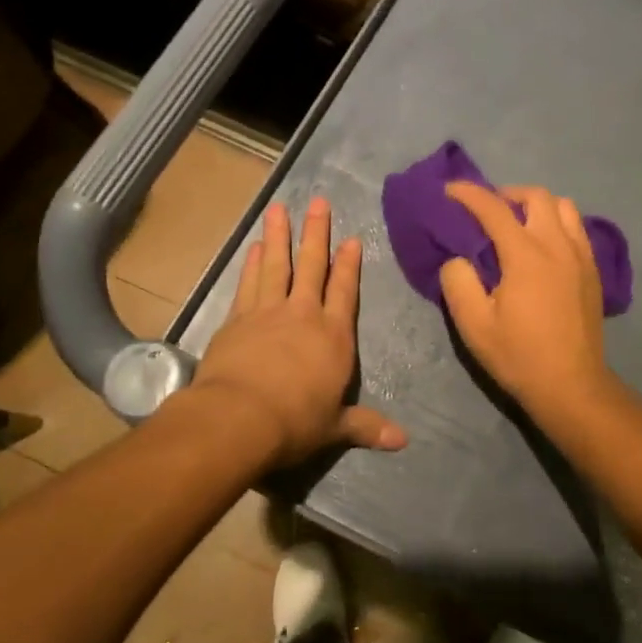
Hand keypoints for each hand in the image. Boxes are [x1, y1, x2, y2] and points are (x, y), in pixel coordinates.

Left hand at [193, 197, 407, 468]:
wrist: (240, 418)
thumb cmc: (295, 422)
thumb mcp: (335, 427)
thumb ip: (366, 427)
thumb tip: (403, 441)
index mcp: (334, 336)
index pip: (345, 291)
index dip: (349, 265)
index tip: (351, 239)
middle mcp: (303, 315)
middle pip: (311, 266)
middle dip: (316, 234)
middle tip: (317, 201)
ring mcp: (268, 313)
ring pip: (277, 266)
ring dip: (279, 236)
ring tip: (279, 209)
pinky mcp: (237, 319)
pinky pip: (249, 283)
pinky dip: (253, 264)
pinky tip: (255, 247)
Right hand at [438, 183, 615, 417]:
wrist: (571, 385)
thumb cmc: (518, 355)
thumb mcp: (473, 324)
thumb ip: (458, 281)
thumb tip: (458, 258)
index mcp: (525, 255)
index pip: (493, 208)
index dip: (468, 194)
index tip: (449, 189)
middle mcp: (557, 245)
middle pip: (536, 196)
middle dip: (507, 194)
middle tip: (488, 210)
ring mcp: (581, 256)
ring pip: (564, 207)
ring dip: (537, 206)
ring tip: (519, 223)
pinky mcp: (593, 271)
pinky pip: (578, 229)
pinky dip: (558, 223)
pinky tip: (545, 246)